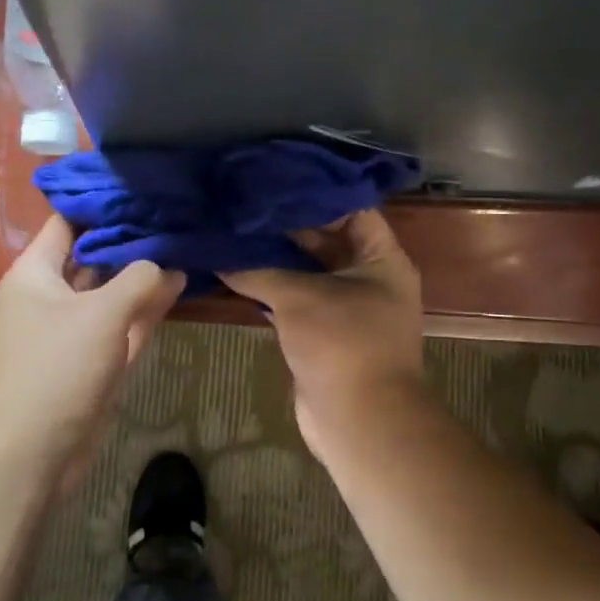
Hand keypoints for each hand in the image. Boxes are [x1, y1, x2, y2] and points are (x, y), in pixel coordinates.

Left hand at [0, 216, 184, 486]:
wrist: (25, 457)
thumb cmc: (53, 370)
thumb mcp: (101, 315)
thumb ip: (140, 280)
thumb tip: (170, 262)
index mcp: (36, 272)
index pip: (70, 221)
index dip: (105, 203)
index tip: (147, 185)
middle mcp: (52, 295)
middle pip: (95, 254)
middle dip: (133, 237)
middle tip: (179, 209)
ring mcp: (73, 329)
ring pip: (113, 291)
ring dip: (145, 274)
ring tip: (188, 240)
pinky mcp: (92, 361)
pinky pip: (122, 324)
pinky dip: (146, 308)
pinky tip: (180, 285)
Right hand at [222, 209, 424, 456]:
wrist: (359, 421)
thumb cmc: (342, 344)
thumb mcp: (299, 298)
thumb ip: (259, 270)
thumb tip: (218, 254)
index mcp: (382, 258)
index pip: (350, 208)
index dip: (314, 192)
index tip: (274, 179)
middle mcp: (368, 276)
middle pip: (325, 238)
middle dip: (286, 225)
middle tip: (244, 203)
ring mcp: (346, 306)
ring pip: (307, 270)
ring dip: (274, 257)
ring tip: (234, 230)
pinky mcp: (323, 332)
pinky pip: (295, 299)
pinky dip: (270, 287)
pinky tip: (235, 271)